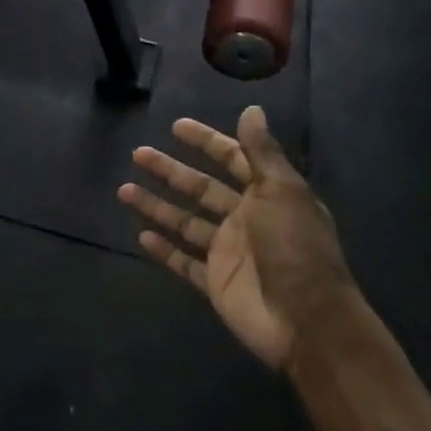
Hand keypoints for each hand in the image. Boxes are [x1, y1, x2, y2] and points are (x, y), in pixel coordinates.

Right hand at [118, 106, 357, 373]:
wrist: (306, 321)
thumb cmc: (296, 248)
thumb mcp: (282, 192)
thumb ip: (262, 152)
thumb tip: (252, 109)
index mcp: (267, 195)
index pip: (232, 159)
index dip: (206, 142)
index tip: (176, 127)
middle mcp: (246, 220)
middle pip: (201, 188)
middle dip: (170, 171)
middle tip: (138, 154)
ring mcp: (228, 252)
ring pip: (185, 222)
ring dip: (156, 206)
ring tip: (124, 190)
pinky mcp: (215, 282)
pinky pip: (183, 262)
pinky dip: (164, 250)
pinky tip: (140, 235)